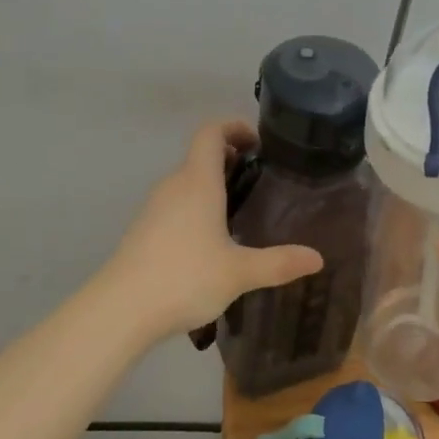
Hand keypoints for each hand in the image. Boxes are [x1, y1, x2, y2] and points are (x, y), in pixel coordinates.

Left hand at [108, 120, 323, 337]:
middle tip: (262, 182)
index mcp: (197, 183)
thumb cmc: (184, 278)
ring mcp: (154, 208)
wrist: (120, 310)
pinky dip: (197, 208)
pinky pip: (176, 205)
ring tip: (242, 212)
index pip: (211, 133)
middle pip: (200, 156)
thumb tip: (318, 258)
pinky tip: (212, 241)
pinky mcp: (144, 231)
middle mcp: (174, 186)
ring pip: (187, 182)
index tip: (258, 144)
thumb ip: (279, 263)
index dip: (234, 128)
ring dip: (213, 186)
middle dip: (231, 160)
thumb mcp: (239, 272)